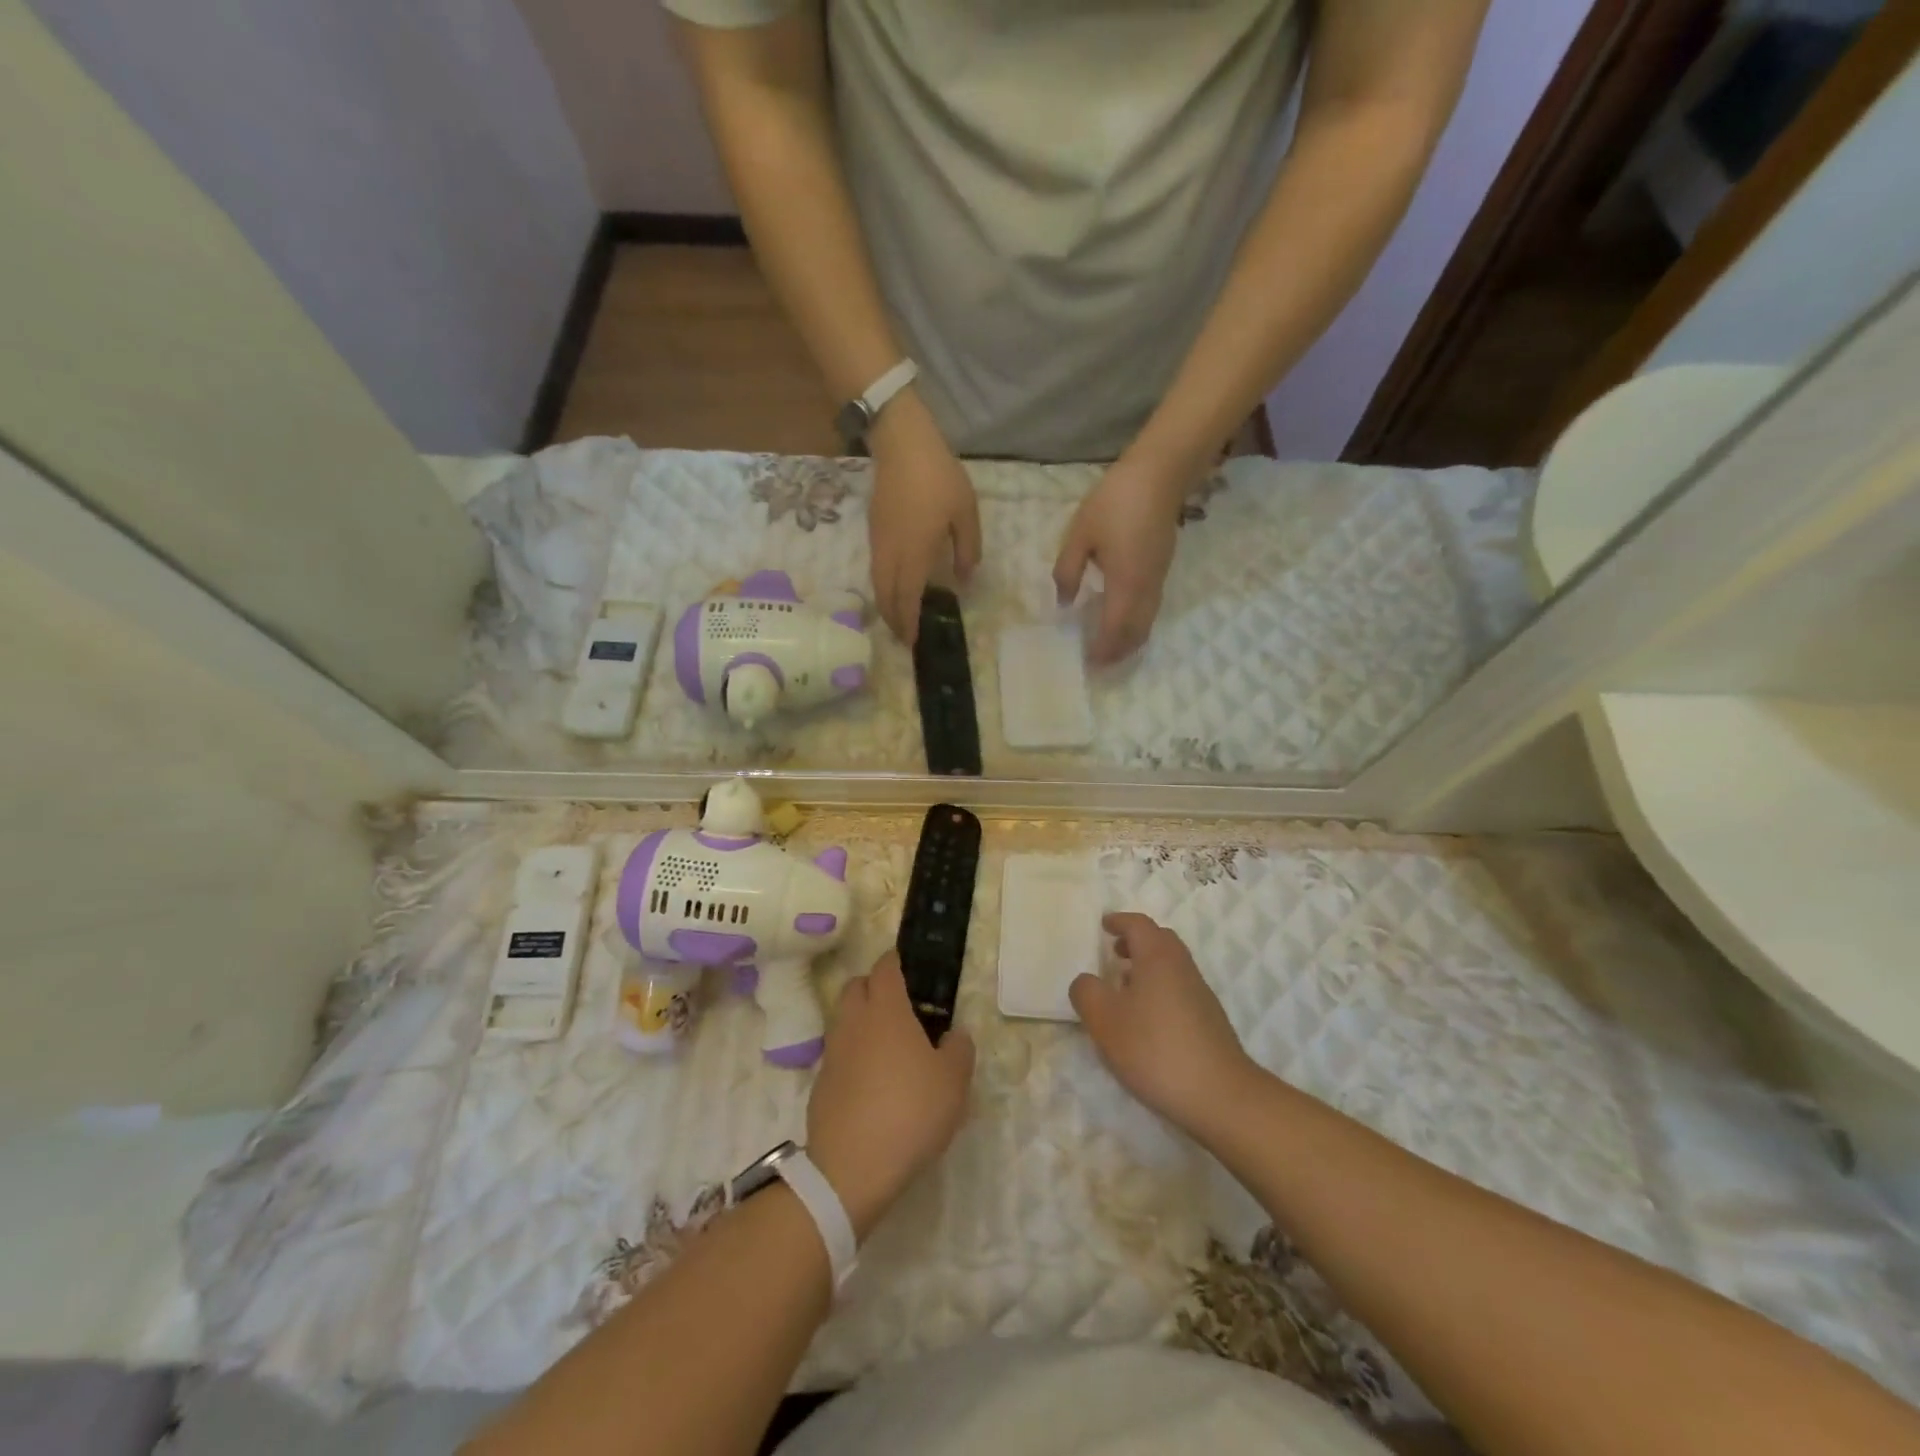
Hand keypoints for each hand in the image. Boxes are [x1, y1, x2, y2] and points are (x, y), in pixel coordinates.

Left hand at [807, 952, 974, 1239]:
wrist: (851, 1168)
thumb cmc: (910, 1111)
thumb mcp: (954, 1081)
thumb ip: (959, 1049)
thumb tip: (954, 1035)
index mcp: (886, 1009)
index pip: (885, 966)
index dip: (897, 962)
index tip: (912, 969)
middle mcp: (854, 1021)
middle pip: (856, 986)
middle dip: (875, 987)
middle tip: (902, 1008)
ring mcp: (832, 1052)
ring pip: (844, 1019)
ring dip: (863, 1022)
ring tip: (890, 1048)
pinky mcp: (820, 1083)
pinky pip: (838, 1054)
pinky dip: (853, 1056)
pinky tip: (872, 1083)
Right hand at [867, 393, 980, 647]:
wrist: (902, 443)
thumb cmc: (938, 477)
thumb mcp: (966, 513)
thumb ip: (967, 550)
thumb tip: (963, 579)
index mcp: (914, 553)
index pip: (908, 598)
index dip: (909, 622)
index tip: (913, 641)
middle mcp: (891, 554)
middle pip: (886, 596)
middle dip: (894, 620)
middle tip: (904, 637)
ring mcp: (879, 542)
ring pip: (878, 584)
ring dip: (887, 605)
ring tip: (899, 618)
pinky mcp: (874, 531)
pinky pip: (876, 569)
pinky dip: (884, 586)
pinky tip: (896, 587)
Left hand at [1052, 455, 1186, 664]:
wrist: (1160, 474)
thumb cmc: (1115, 502)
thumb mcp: (1080, 535)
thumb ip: (1068, 572)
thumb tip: (1064, 603)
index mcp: (1125, 584)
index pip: (1114, 629)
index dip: (1103, 649)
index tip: (1088, 664)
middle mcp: (1146, 588)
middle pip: (1136, 633)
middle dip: (1118, 652)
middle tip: (1099, 664)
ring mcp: (1158, 579)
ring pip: (1147, 622)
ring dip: (1129, 640)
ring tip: (1108, 648)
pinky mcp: (1162, 569)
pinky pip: (1150, 608)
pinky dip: (1136, 623)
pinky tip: (1120, 618)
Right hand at [1069, 913, 1258, 1137]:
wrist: (1220, 1095)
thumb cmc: (1155, 1048)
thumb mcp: (1105, 1020)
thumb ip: (1087, 992)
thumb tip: (1086, 981)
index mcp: (1158, 957)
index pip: (1138, 924)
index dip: (1119, 921)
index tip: (1104, 924)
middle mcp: (1182, 967)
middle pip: (1160, 940)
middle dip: (1136, 941)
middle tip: (1114, 952)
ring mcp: (1200, 994)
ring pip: (1171, 966)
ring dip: (1147, 967)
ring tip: (1124, 988)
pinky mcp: (1209, 1020)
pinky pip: (1179, 989)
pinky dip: (1159, 989)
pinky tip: (1146, 1020)